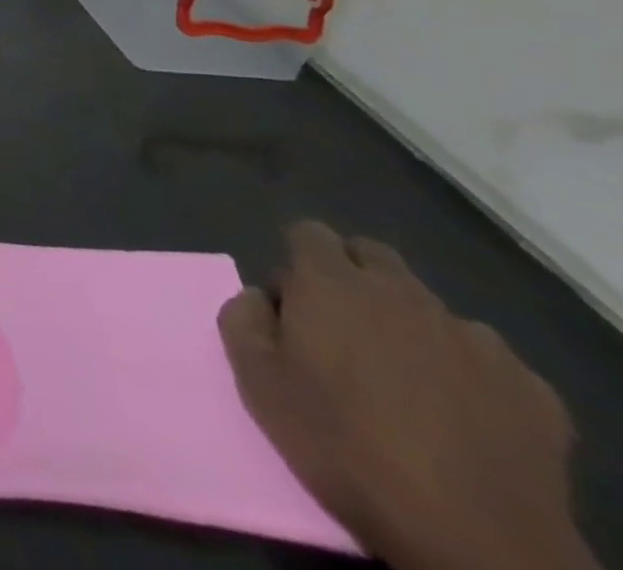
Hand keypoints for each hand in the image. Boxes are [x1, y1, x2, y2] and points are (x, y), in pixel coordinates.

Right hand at [220, 223, 594, 569]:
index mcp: (330, 283)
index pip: (308, 232)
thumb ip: (242, 318)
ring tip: (408, 382)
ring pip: (430, 308)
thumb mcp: (256, 381)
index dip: (298, 261)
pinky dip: (468, 374)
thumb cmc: (344, 446)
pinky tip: (464, 417)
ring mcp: (473, 338)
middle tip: (345, 332)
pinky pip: (486, 359)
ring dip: (410, 327)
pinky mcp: (529, 386)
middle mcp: (401, 293)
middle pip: (372, 255)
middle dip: (354, 278)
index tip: (295, 305)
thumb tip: (261, 297)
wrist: (475, 540)